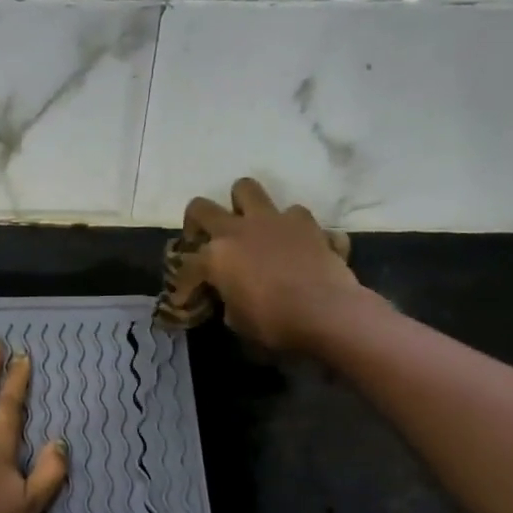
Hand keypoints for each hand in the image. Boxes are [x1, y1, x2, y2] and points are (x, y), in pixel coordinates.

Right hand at [178, 177, 368, 351]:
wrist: (327, 313)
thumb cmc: (275, 323)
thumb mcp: (238, 321)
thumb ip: (228, 299)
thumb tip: (232, 294)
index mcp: (216, 256)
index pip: (186, 264)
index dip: (184, 283)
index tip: (188, 298)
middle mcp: (239, 229)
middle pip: (202, 208)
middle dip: (197, 222)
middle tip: (205, 238)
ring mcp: (274, 220)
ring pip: (247, 189)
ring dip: (244, 205)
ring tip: (250, 226)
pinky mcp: (308, 223)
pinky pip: (295, 217)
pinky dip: (293, 229)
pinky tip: (297, 246)